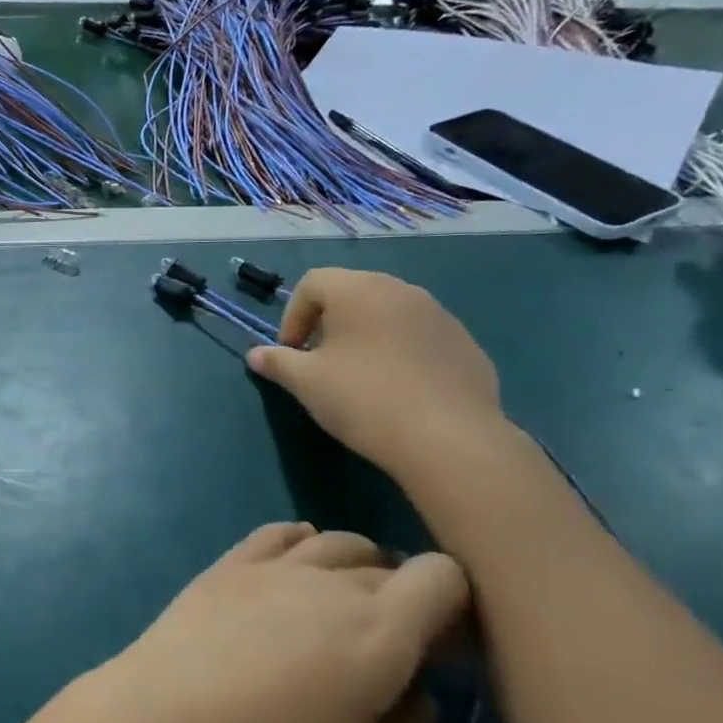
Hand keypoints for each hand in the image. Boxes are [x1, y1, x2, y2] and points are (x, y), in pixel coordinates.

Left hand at [99, 525, 469, 722]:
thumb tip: (415, 692)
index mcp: (381, 628)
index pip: (443, 577)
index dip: (456, 608)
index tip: (441, 653)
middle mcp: (330, 581)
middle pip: (389, 564)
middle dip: (405, 599)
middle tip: (389, 649)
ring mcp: (272, 566)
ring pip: (336, 542)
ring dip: (356, 567)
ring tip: (343, 610)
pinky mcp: (226, 566)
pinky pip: (277, 532)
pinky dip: (300, 541)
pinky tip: (297, 561)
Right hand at [246, 268, 507, 479]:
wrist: (449, 439)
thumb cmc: (363, 398)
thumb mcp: (305, 382)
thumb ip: (277, 362)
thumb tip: (256, 354)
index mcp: (358, 290)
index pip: (312, 283)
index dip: (292, 316)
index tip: (291, 353)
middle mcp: (401, 290)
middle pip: (352, 294)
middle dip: (328, 324)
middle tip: (321, 363)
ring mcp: (440, 316)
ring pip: (388, 315)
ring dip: (366, 337)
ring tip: (359, 378)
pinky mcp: (466, 345)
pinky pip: (419, 338)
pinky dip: (400, 354)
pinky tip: (399, 391)